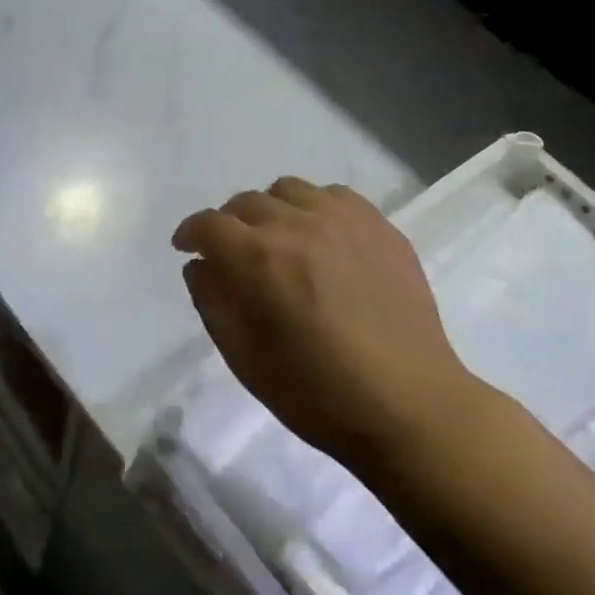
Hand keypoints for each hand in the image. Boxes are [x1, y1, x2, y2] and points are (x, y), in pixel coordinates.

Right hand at [172, 178, 479, 470]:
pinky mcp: (380, 226)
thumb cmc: (318, 394)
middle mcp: (298, 226)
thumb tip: (200, 266)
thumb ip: (213, 303)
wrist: (409, 405)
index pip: (209, 225)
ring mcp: (344, 220)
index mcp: (260, 260)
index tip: (186, 247)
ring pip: (288, 190)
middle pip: (246, 202)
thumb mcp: (246, 359)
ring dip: (270, 210)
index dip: (190, 233)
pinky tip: (321, 237)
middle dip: (228, 224)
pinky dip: (314, 208)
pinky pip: (334, 195)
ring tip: (278, 240)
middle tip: (232, 253)